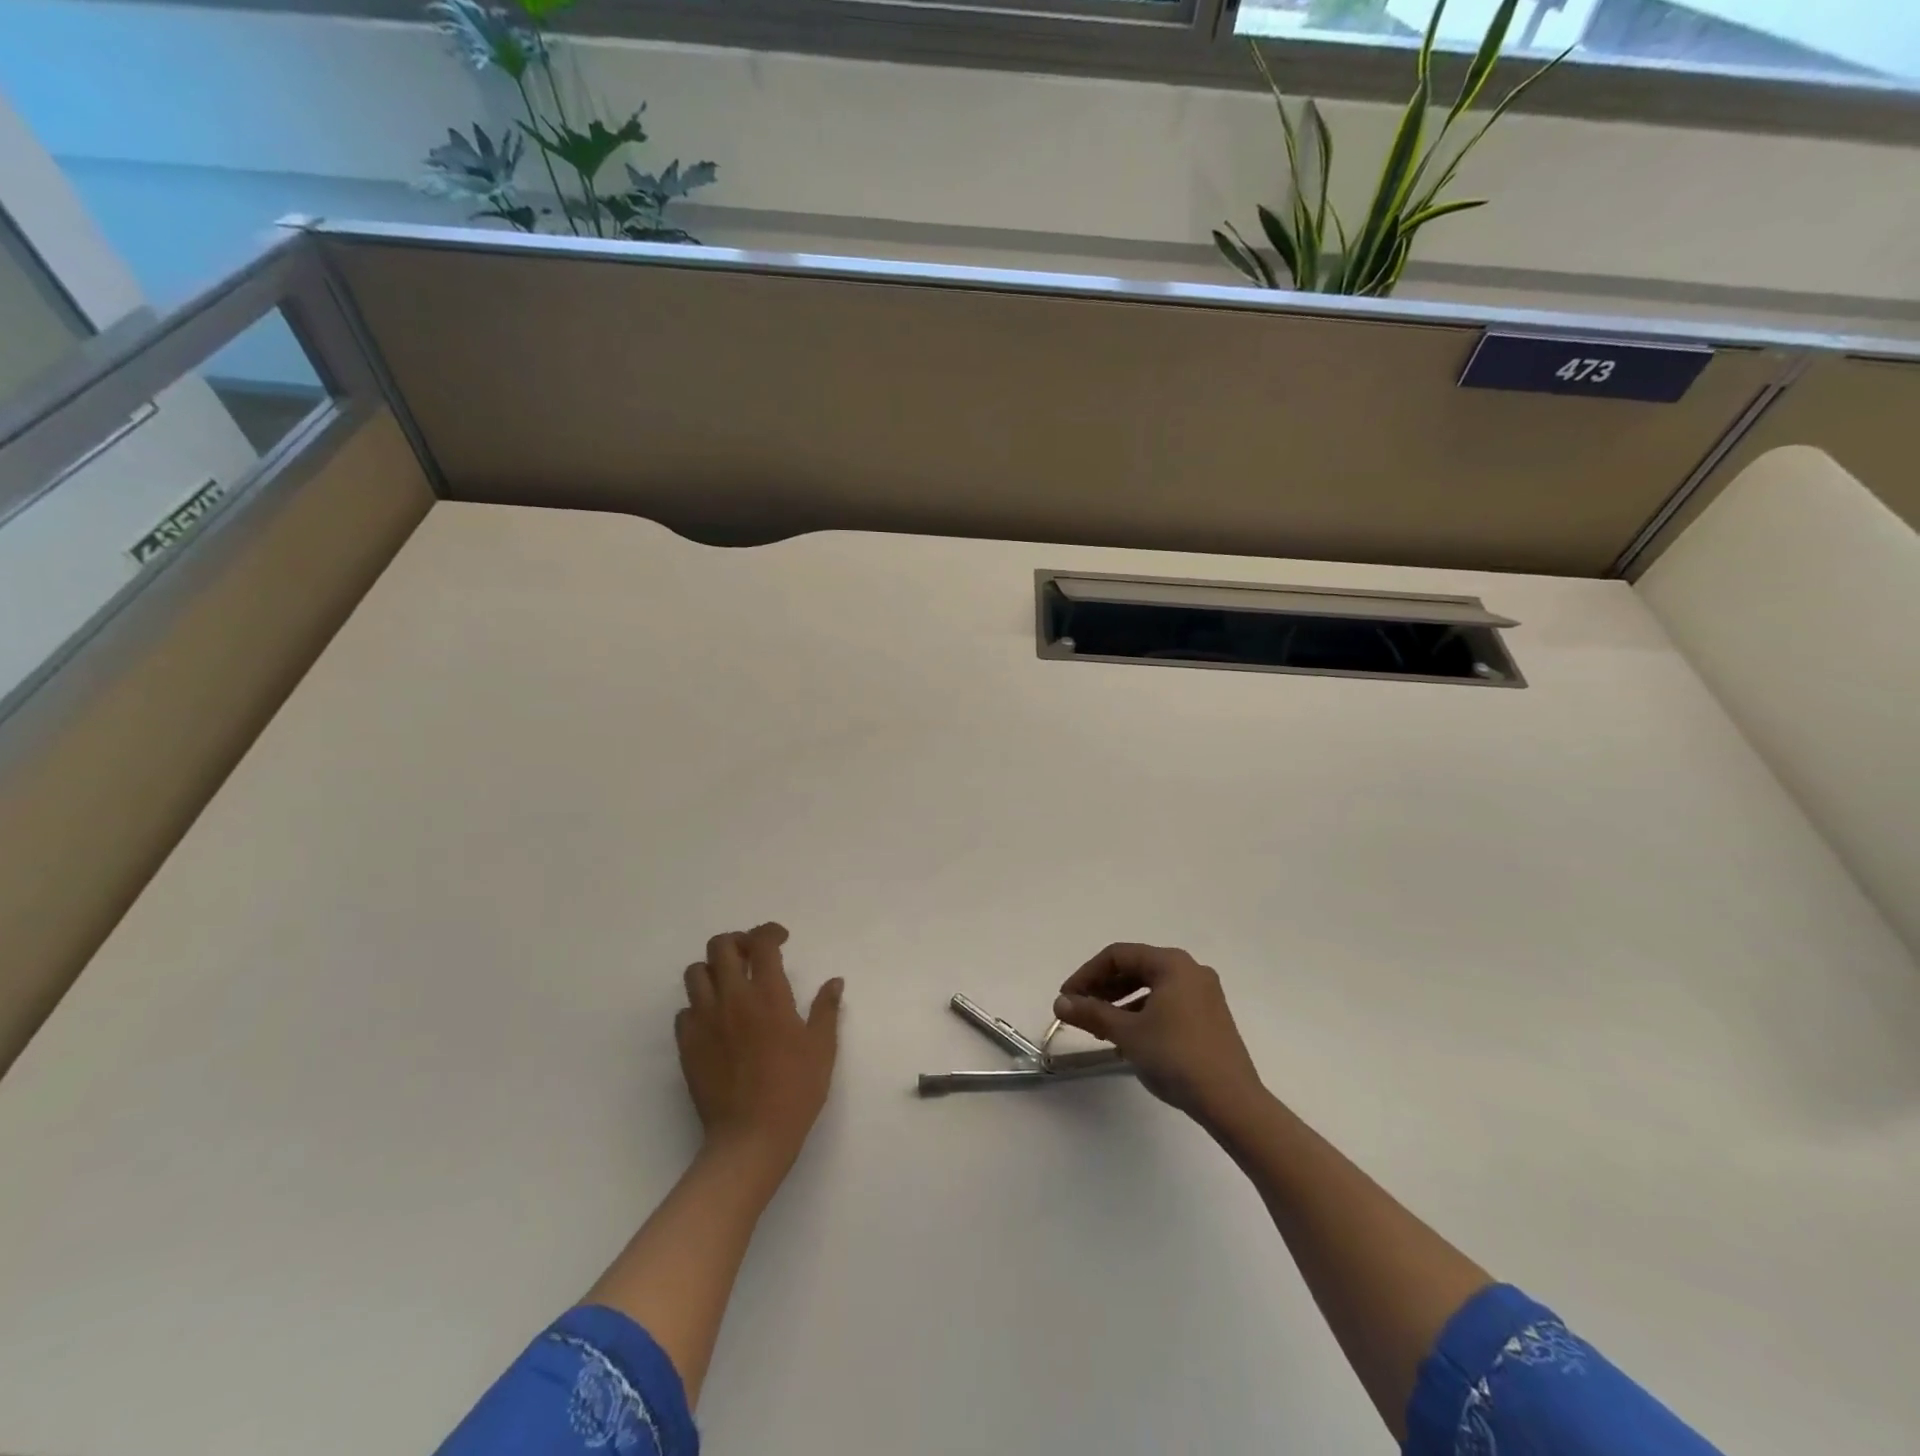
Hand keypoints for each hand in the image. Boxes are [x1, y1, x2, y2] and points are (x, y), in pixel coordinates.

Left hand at [677, 924, 842, 1176]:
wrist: (750, 1137)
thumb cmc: (795, 1090)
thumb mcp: (822, 1048)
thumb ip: (826, 1008)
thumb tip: (835, 981)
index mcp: (768, 995)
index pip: (762, 943)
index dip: (770, 932)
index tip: (781, 939)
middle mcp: (732, 999)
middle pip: (721, 947)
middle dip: (738, 941)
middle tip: (753, 955)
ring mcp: (704, 1021)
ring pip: (696, 973)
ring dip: (714, 969)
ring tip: (730, 983)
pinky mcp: (687, 1045)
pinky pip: (684, 1010)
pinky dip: (699, 1005)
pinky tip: (715, 1020)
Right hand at [1054, 943, 1264, 1125]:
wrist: (1231, 1102)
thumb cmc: (1176, 1057)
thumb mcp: (1127, 1033)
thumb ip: (1092, 1013)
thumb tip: (1060, 1003)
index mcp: (1171, 964)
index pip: (1118, 955)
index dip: (1086, 974)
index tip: (1066, 998)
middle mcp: (1190, 971)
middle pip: (1136, 968)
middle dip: (1103, 987)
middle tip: (1079, 1010)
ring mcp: (1204, 994)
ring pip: (1151, 987)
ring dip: (1121, 1002)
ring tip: (1099, 1025)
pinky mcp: (1210, 1018)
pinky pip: (1167, 1003)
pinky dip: (1143, 1013)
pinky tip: (1129, 1036)